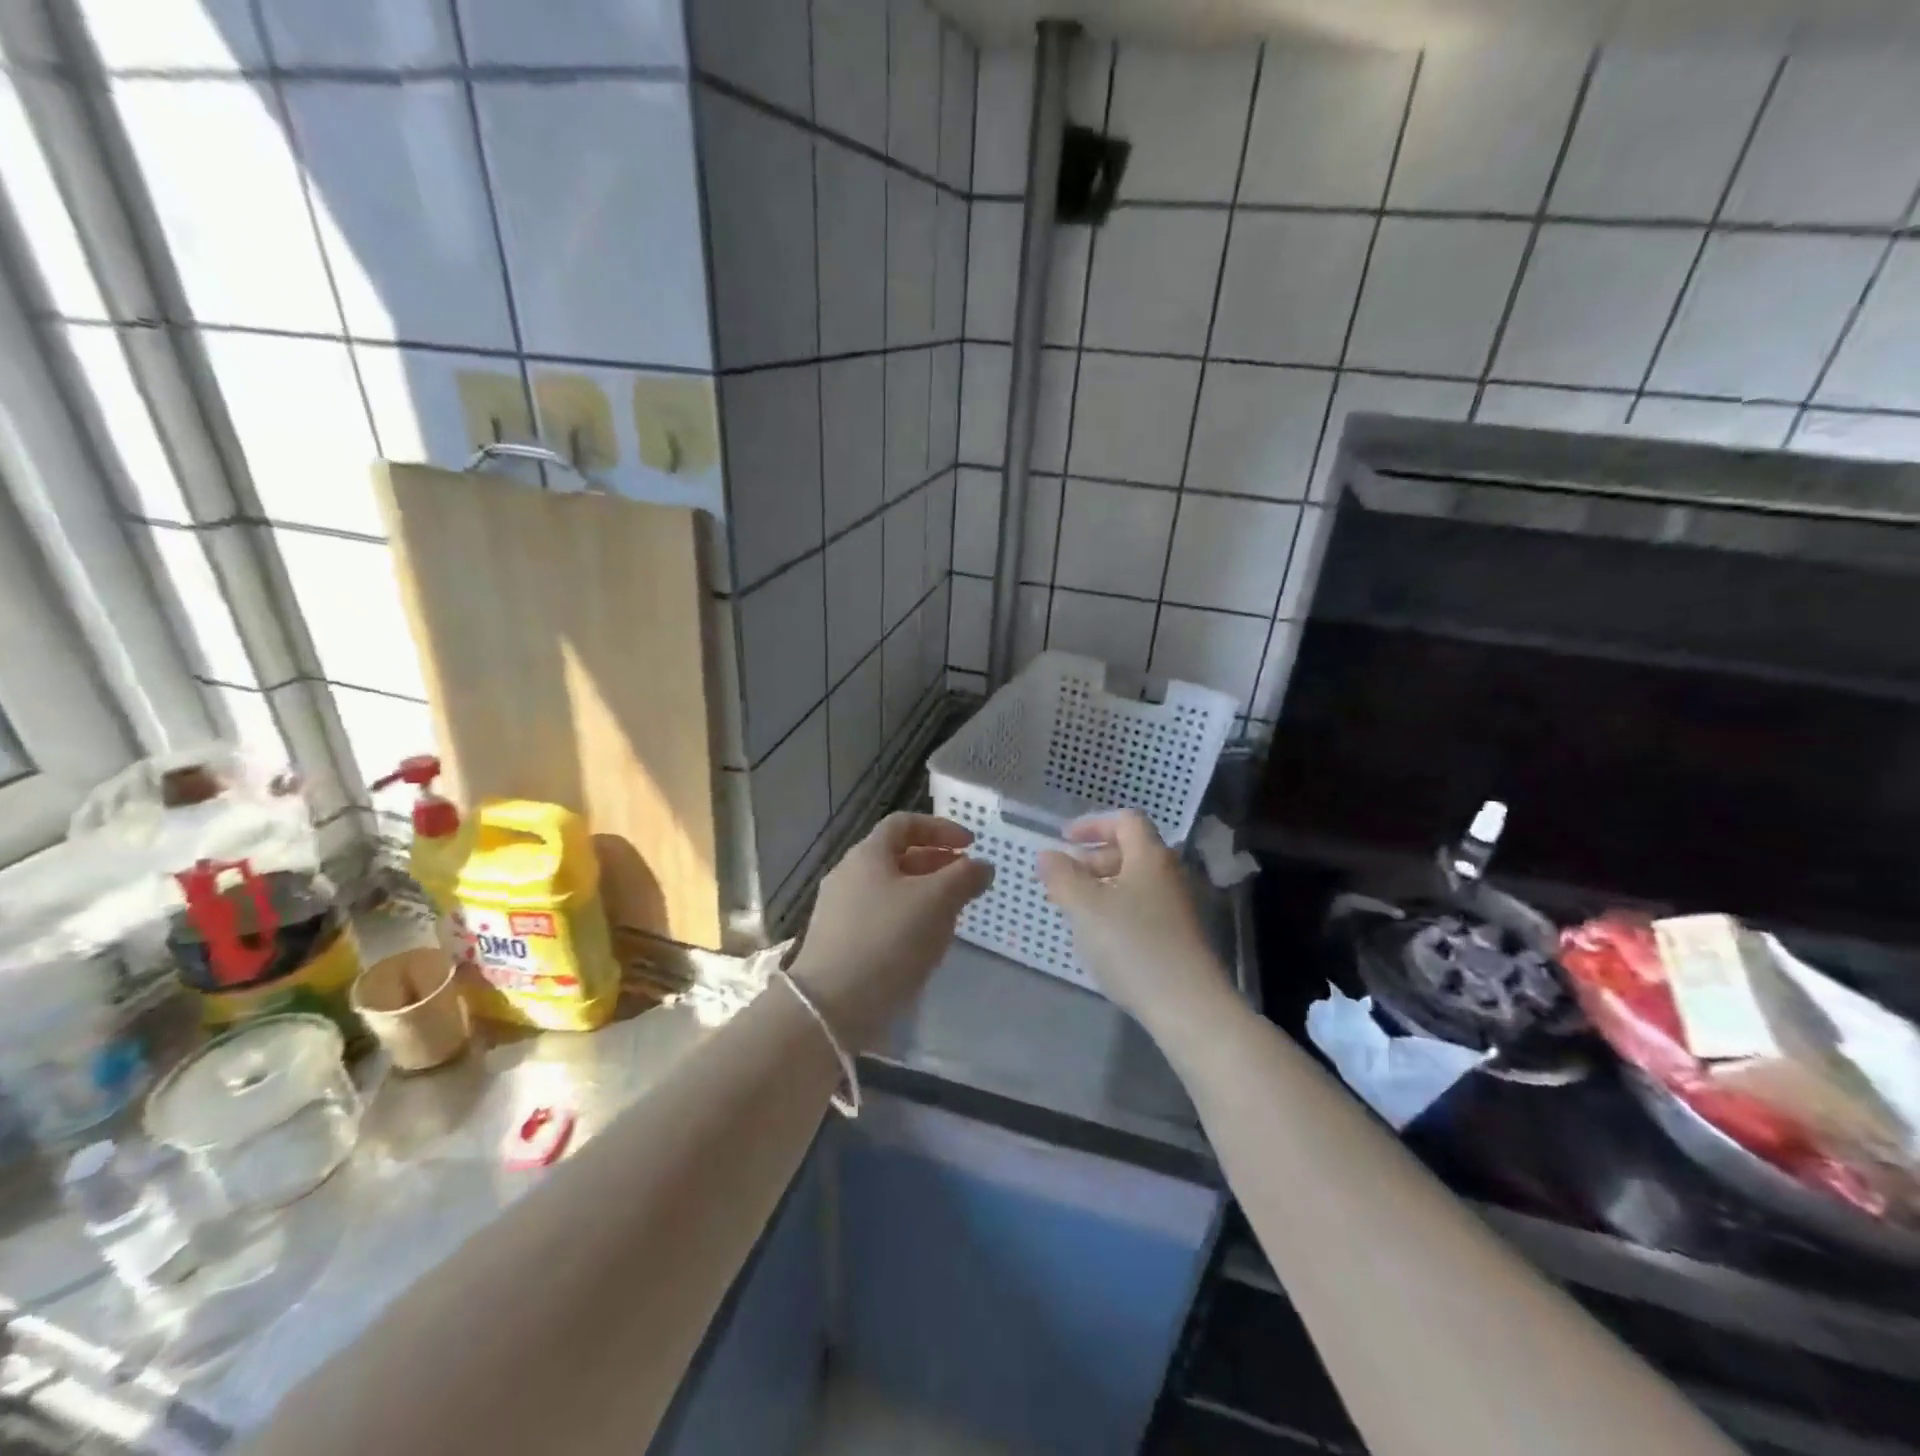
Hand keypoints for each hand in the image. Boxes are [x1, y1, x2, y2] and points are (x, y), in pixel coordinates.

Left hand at [789, 813, 992, 1048]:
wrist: (831, 1007)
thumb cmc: (888, 941)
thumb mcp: (936, 902)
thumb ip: (964, 877)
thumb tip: (982, 865)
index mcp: (867, 855)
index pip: (904, 824)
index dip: (940, 828)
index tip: (970, 846)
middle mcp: (848, 875)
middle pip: (898, 857)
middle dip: (937, 864)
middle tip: (967, 881)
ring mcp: (840, 911)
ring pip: (891, 890)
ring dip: (925, 894)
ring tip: (953, 914)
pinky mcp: (841, 943)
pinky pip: (881, 918)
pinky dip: (908, 920)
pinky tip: (925, 944)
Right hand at [1037, 810, 1232, 1033]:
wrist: (1188, 1006)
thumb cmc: (1132, 945)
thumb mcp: (1085, 907)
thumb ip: (1061, 876)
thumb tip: (1047, 854)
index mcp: (1150, 857)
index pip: (1126, 821)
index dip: (1093, 824)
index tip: (1064, 840)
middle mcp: (1168, 875)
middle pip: (1130, 850)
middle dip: (1092, 858)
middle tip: (1063, 878)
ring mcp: (1176, 907)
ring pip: (1134, 882)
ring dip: (1101, 886)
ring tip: (1073, 909)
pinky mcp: (1177, 937)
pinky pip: (1141, 908)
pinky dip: (1115, 909)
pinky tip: (1098, 936)